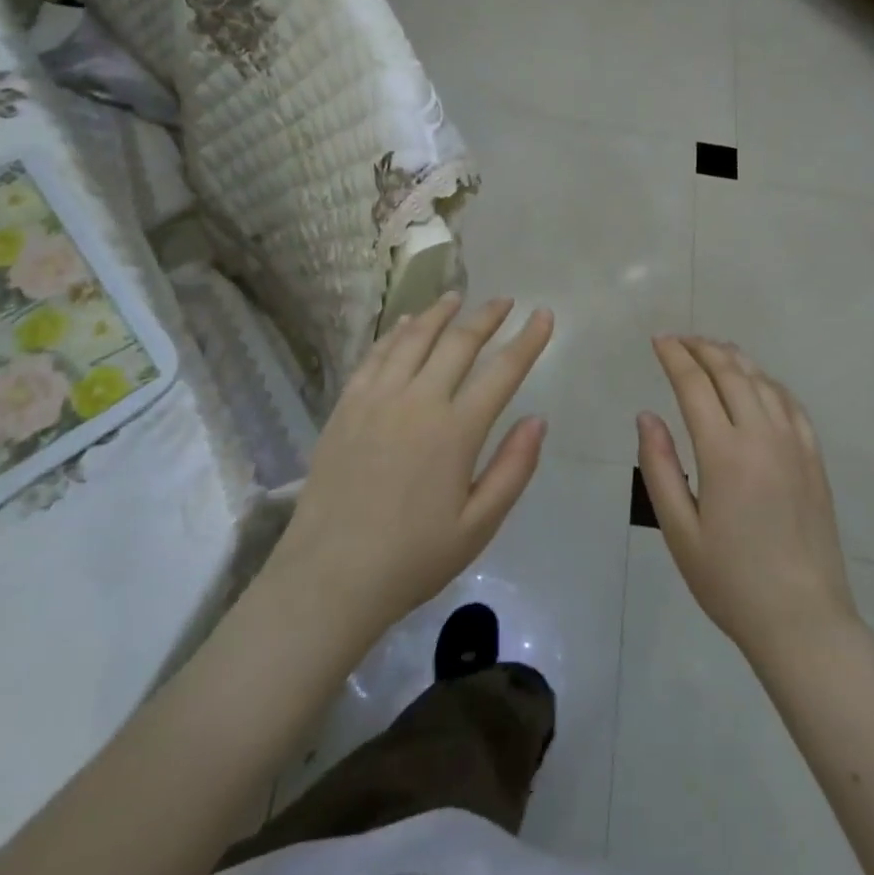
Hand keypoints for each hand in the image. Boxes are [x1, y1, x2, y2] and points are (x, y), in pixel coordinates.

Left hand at [265, 293, 554, 643]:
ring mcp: (377, 399)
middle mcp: (418, 401)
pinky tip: (404, 324)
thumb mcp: (479, 525)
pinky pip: (374, 356)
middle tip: (504, 301)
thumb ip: (513, 468)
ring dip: (439, 313)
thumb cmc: (413, 558)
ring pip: (413, 339)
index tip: (544, 315)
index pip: (502, 371)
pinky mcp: (346, 406)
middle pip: (458, 342)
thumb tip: (538, 419)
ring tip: (456, 297)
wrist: (329, 577)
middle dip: (486, 316)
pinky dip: (394, 333)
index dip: (528, 340)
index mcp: (456, 431)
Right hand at [638, 337, 858, 663]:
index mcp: (724, 452)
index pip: (695, 384)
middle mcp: (762, 435)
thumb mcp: (679, 530)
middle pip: (730, 372)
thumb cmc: (730, 580)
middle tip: (680, 339)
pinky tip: (758, 382)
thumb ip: (659, 467)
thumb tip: (646, 415)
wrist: (803, 619)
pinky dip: (768, 382)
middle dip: (702, 348)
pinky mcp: (814, 458)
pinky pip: (790, 403)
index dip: (675, 356)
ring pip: (762, 381)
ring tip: (713, 349)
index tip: (659, 340)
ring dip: (735, 358)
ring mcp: (794, 444)